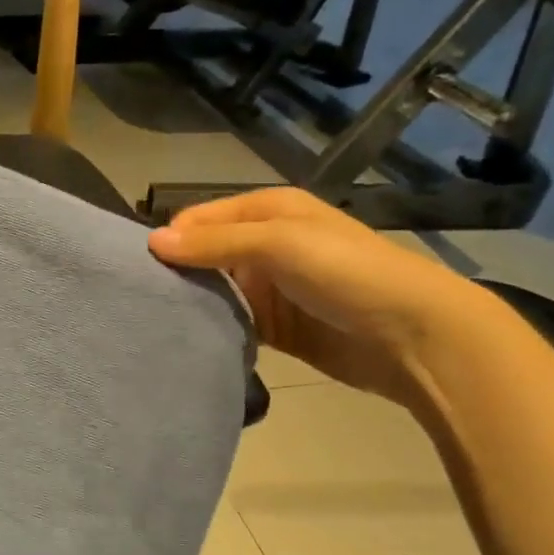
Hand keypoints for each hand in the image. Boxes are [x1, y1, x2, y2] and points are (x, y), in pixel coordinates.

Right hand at [148, 188, 488, 403]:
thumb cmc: (347, 272)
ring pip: (217, 292)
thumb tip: (151, 241)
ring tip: (152, 323)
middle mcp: (266, 246)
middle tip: (138, 300)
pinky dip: (214, 331)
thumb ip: (216, 242)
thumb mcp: (280, 243)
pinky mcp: (278, 330)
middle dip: (177, 273)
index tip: (138, 267)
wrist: (415, 336)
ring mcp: (272, 290)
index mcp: (269, 211)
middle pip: (206, 255)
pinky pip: (235, 325)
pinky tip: (186, 343)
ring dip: (193, 304)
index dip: (173, 238)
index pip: (202, 218)